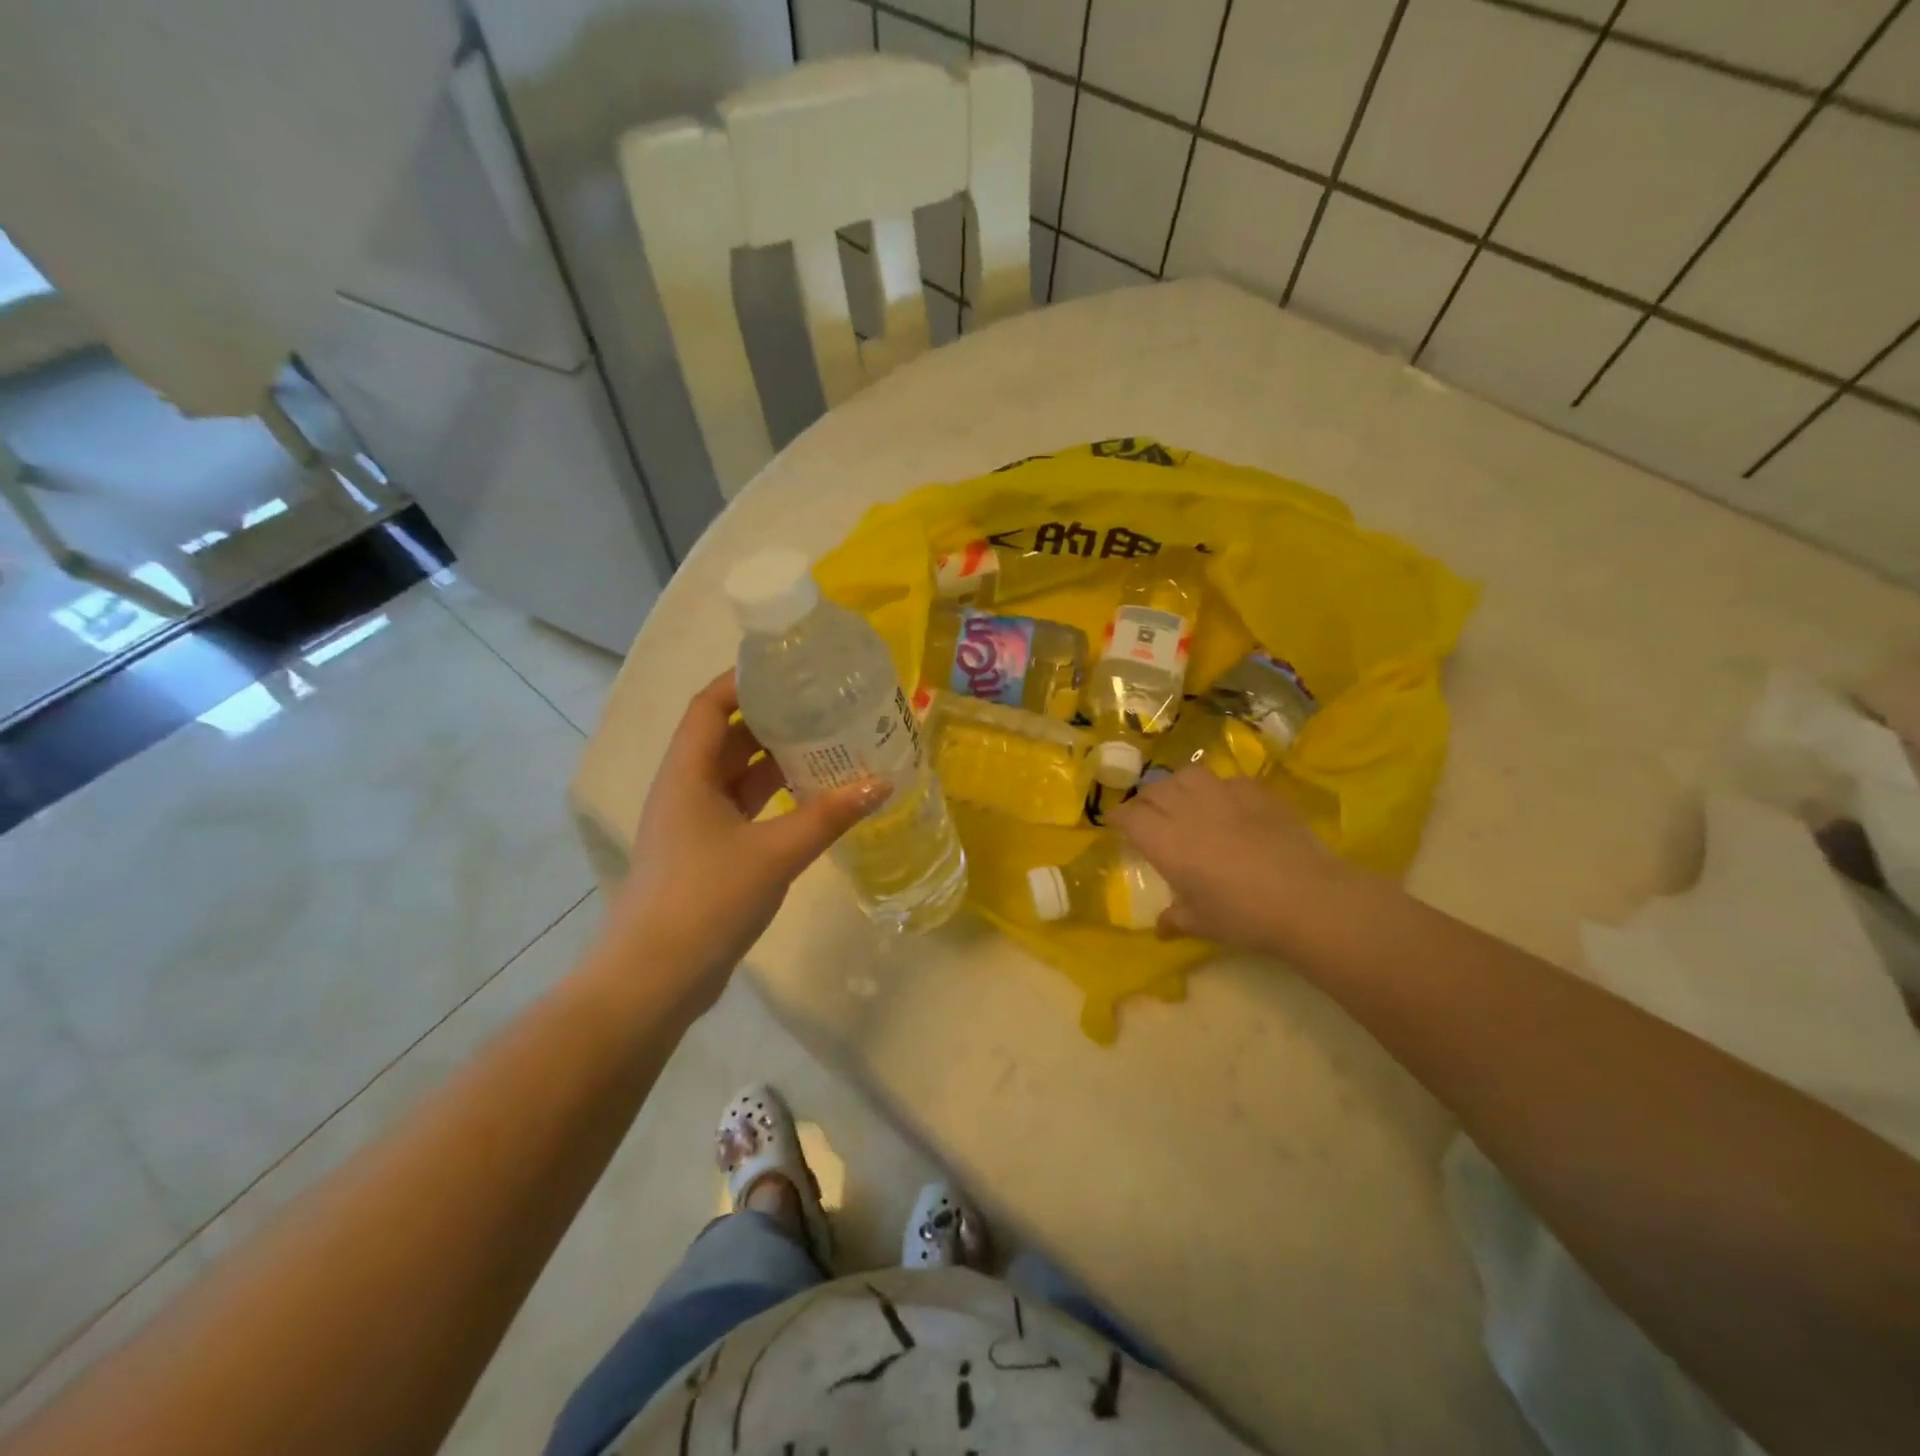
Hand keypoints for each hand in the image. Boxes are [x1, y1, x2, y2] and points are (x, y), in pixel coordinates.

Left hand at [600, 671, 885, 1013]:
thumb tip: (882, 783)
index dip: (742, 681)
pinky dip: (774, 799)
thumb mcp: (775, 852)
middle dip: (770, 719)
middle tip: (822, 706)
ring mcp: (694, 824)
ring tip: (827, 745)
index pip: (709, 706)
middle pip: (726, 737)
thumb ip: (829, 815)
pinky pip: (744, 810)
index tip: (788, 669)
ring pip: (737, 777)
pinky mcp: (707, 854)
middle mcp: (685, 790)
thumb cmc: (707, 899)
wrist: (656, 978)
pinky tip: (814, 799)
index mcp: (687, 774)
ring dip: (776, 761)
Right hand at [1110, 768, 1348, 950]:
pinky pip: (1229, 780)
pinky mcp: (1257, 793)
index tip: (1115, 823)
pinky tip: (1228, 804)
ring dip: (1178, 785)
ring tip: (1184, 799)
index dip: (1119, 817)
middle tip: (1148, 814)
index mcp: (1165, 842)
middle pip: (1155, 790)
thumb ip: (1177, 919)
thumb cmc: (1244, 916)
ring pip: (1188, 774)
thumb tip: (1161, 927)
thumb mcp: (1203, 924)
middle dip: (1146, 800)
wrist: (1307, 898)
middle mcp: (1188, 810)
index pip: (1130, 816)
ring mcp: (1224, 796)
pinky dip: (1220, 789)